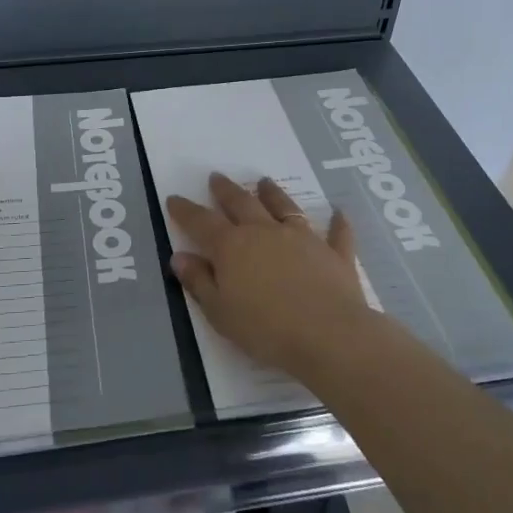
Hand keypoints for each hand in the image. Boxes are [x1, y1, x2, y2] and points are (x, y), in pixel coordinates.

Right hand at [167, 174, 371, 381]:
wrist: (329, 336)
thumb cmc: (266, 330)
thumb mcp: (220, 312)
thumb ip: (199, 282)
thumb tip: (179, 256)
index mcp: (232, 247)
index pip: (202, 222)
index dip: (185, 210)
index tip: (174, 198)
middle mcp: (265, 232)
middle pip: (241, 204)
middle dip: (226, 190)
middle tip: (217, 177)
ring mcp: (303, 239)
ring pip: (284, 208)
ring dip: (273, 193)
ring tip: (264, 182)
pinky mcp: (334, 254)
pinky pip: (336, 233)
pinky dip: (337, 222)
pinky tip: (339, 213)